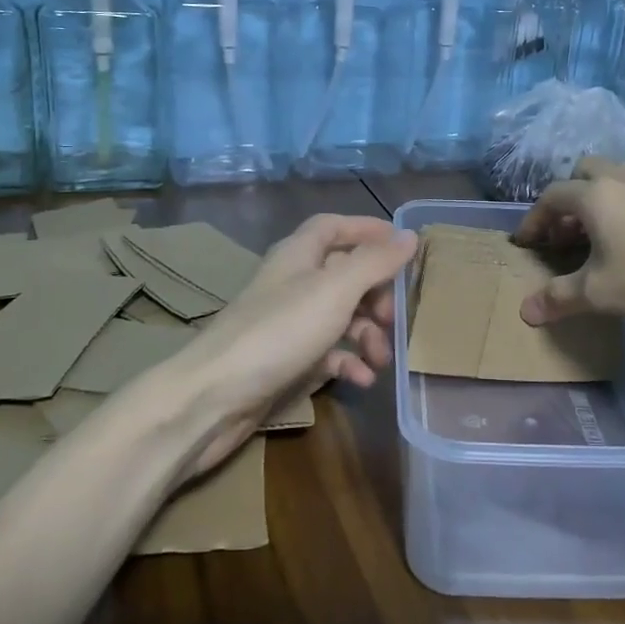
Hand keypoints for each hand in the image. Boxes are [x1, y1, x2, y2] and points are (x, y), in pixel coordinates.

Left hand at [180, 215, 417, 478]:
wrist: (214, 397)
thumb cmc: (279, 331)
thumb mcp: (335, 290)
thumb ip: (374, 262)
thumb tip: (409, 236)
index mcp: (299, 255)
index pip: (334, 227)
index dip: (367, 231)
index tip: (401, 246)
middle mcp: (293, 283)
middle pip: (343, 274)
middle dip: (375, 294)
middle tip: (395, 317)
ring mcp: (288, 323)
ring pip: (339, 316)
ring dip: (367, 333)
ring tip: (383, 358)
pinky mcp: (285, 360)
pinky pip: (327, 353)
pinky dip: (348, 362)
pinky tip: (363, 379)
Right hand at [513, 157, 624, 338]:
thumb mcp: (597, 293)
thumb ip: (558, 298)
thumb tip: (525, 313)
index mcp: (596, 195)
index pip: (552, 196)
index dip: (535, 218)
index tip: (526, 243)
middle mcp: (624, 180)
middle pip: (585, 171)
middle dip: (569, 197)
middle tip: (565, 232)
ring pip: (618, 176)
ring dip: (601, 197)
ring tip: (598, 232)